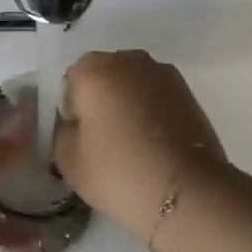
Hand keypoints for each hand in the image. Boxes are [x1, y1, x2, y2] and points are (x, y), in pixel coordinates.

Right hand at [54, 51, 228, 240]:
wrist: (186, 192)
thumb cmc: (117, 172)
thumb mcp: (67, 159)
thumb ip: (62, 131)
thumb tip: (76, 124)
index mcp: (94, 69)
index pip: (71, 81)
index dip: (72, 109)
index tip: (80, 138)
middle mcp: (129, 60)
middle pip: (104, 77)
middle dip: (101, 101)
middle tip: (103, 141)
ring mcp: (164, 73)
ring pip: (133, 85)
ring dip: (128, 105)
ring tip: (132, 144)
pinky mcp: (189, 92)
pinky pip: (156, 97)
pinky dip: (152, 112)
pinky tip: (154, 144)